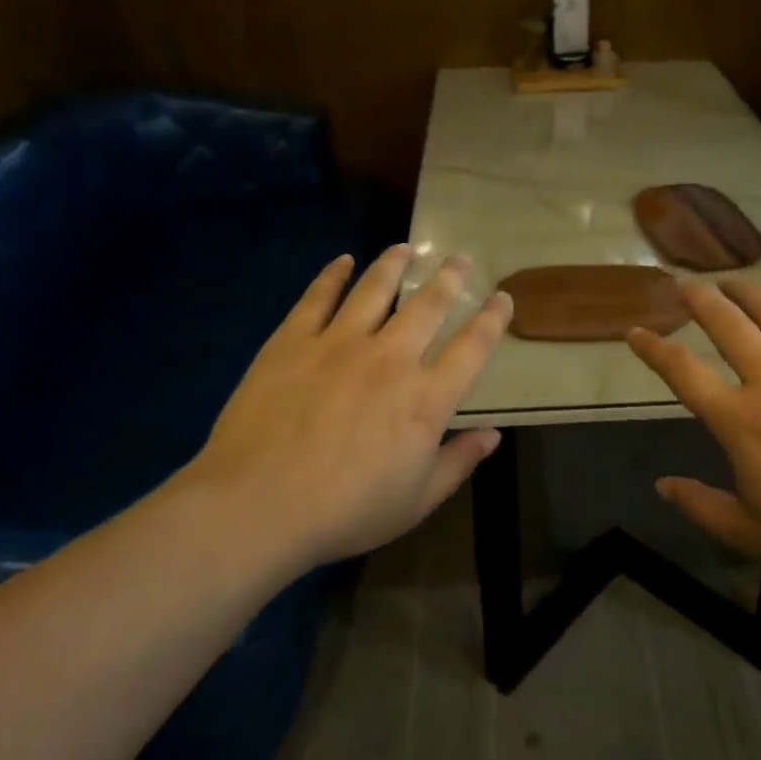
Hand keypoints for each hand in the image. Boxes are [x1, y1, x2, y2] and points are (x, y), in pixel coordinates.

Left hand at [177, 245, 512, 568]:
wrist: (258, 505)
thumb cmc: (345, 511)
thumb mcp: (416, 501)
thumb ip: (457, 462)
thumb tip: (493, 434)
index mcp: (425, 399)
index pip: (471, 348)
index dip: (491, 320)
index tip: (502, 297)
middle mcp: (390, 358)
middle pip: (428, 305)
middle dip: (449, 278)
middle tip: (460, 258)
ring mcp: (339, 343)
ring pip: (375, 289)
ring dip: (394, 264)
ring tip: (406, 248)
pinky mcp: (294, 340)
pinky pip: (318, 297)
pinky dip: (333, 275)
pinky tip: (343, 261)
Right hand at [628, 279, 760, 584]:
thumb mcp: (752, 535)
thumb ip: (702, 506)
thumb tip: (662, 485)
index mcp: (741, 420)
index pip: (683, 373)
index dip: (653, 350)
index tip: (634, 332)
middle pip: (727, 325)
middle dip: (698, 299)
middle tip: (683, 283)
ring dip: (747, 291)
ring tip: (729, 278)